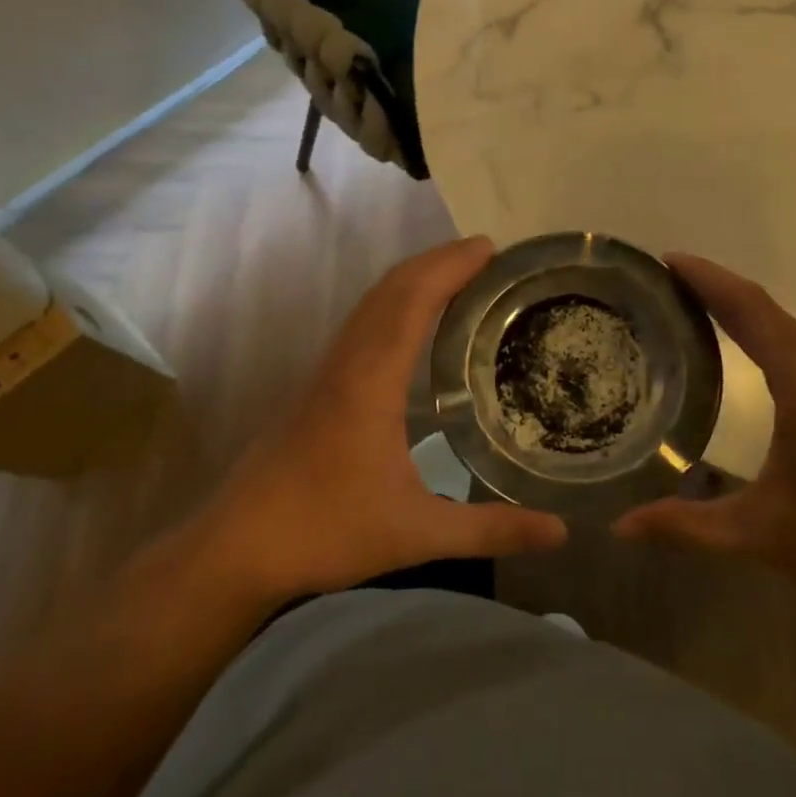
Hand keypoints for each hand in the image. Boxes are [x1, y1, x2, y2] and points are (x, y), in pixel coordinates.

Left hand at [201, 236, 567, 603]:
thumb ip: (490, 530)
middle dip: (437, 261)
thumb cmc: (325, 531)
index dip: (450, 266)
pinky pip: (361, 324)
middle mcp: (346, 361)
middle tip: (486, 255)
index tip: (490, 248)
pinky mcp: (316, 386)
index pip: (413, 300)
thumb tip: (560, 533)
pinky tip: (412, 327)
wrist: (235, 548)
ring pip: (371, 303)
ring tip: (458, 277)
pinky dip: (393, 304)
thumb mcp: (416, 534)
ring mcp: (325, 371)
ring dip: (412, 279)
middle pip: (391, 288)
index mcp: (370, 380)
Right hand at [614, 255, 795, 624]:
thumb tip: (622, 526)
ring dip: (734, 306)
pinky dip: (756, 329)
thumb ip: (684, 526)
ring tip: (682, 304)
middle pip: (762, 307)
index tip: (663, 261)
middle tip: (656, 283)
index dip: (706, 279)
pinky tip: (731, 344)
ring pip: (780, 323)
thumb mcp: (756, 534)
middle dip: (711, 286)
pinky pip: (794, 342)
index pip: (749, 309)